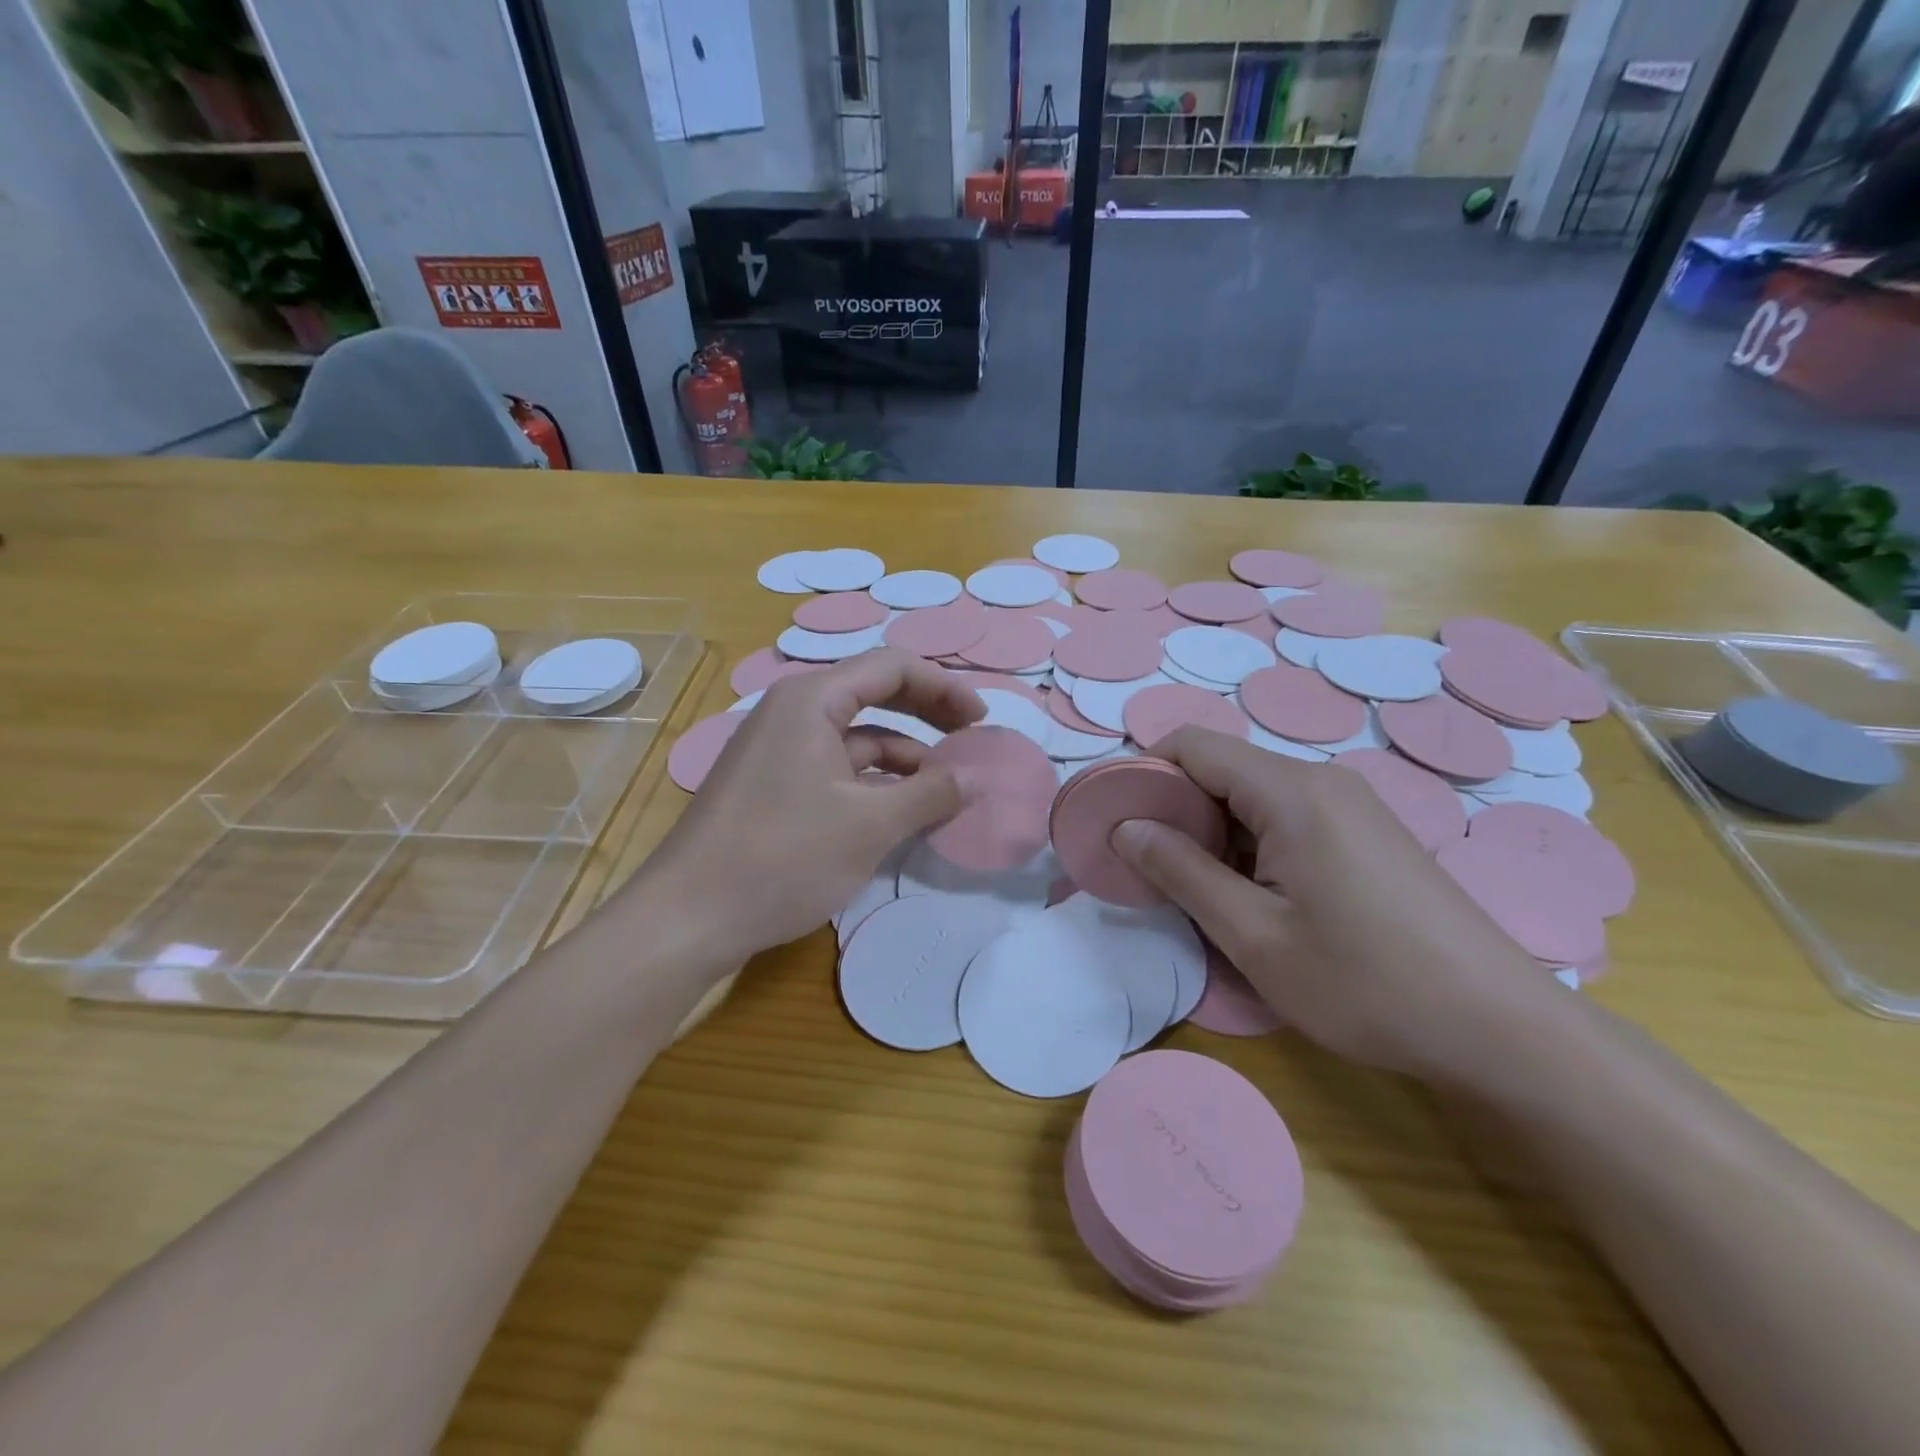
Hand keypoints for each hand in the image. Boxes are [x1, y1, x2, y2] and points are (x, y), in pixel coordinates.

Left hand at [638, 649, 984, 966]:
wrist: (688, 917)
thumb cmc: (783, 857)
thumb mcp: (870, 825)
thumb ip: (931, 794)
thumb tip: (976, 779)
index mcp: (811, 700)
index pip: (892, 667)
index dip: (944, 687)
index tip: (982, 720)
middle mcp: (792, 711)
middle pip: (873, 693)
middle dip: (926, 713)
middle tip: (970, 738)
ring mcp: (777, 749)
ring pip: (855, 736)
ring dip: (903, 756)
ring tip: (943, 788)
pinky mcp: (772, 784)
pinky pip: (835, 767)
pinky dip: (873, 782)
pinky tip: (899, 812)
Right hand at [1112, 728, 1549, 1079]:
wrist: (1500, 1028)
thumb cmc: (1365, 983)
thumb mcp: (1254, 935)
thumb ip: (1182, 872)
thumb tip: (1125, 827)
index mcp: (1291, 792)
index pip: (1192, 744)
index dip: (1144, 773)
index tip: (1117, 822)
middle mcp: (1321, 781)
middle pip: (1222, 766)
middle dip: (1175, 806)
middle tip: (1151, 867)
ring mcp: (1351, 805)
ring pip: (1253, 793)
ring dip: (1212, 830)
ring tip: (1199, 889)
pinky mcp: (1368, 833)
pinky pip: (1287, 815)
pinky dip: (1250, 842)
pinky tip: (1255, 895)